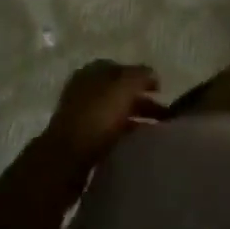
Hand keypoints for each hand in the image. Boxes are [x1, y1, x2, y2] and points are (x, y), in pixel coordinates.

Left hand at [43, 60, 163, 168]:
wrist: (66, 159)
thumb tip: (152, 74)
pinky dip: (122, 135)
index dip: (143, 78)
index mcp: (93, 71)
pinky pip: (107, 132)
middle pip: (119, 92)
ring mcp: (80, 115)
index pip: (123, 69)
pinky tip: (134, 144)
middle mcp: (85, 89)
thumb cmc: (97, 116)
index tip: (161, 92)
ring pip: (114, 113)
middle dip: (142, 101)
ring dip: (134, 119)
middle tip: (163, 115)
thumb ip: (141, 76)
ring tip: (153, 132)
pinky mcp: (79, 140)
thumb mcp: (125, 86)